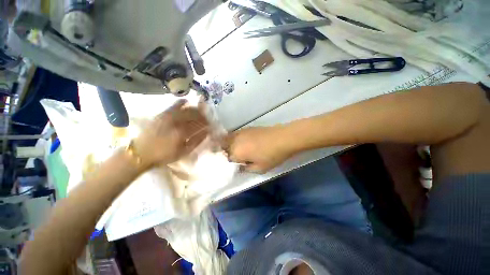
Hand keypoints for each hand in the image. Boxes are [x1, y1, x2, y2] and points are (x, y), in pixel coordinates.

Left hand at [133, 100, 208, 166]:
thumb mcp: (184, 152)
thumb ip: (197, 141)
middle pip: (194, 115)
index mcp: (182, 132)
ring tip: (199, 112)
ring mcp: (168, 117)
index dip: (207, 123)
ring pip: (186, 109)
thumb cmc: (165, 155)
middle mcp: (176, 122)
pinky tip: (186, 101)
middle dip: (202, 116)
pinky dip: (181, 102)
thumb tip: (207, 132)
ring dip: (195, 110)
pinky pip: (173, 105)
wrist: (141, 153)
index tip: (211, 124)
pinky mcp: (161, 114)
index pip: (199, 124)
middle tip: (207, 118)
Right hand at [224, 126, 295, 172]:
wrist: (283, 138)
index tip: (235, 165)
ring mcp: (241, 132)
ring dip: (229, 145)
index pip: (226, 158)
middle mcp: (235, 141)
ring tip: (238, 150)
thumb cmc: (271, 155)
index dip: (230, 163)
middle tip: (235, 158)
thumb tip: (239, 166)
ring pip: (228, 139)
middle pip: (224, 146)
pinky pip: (236, 134)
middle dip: (226, 152)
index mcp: (236, 152)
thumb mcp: (259, 168)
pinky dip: (235, 139)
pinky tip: (243, 143)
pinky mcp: (247, 128)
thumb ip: (246, 169)